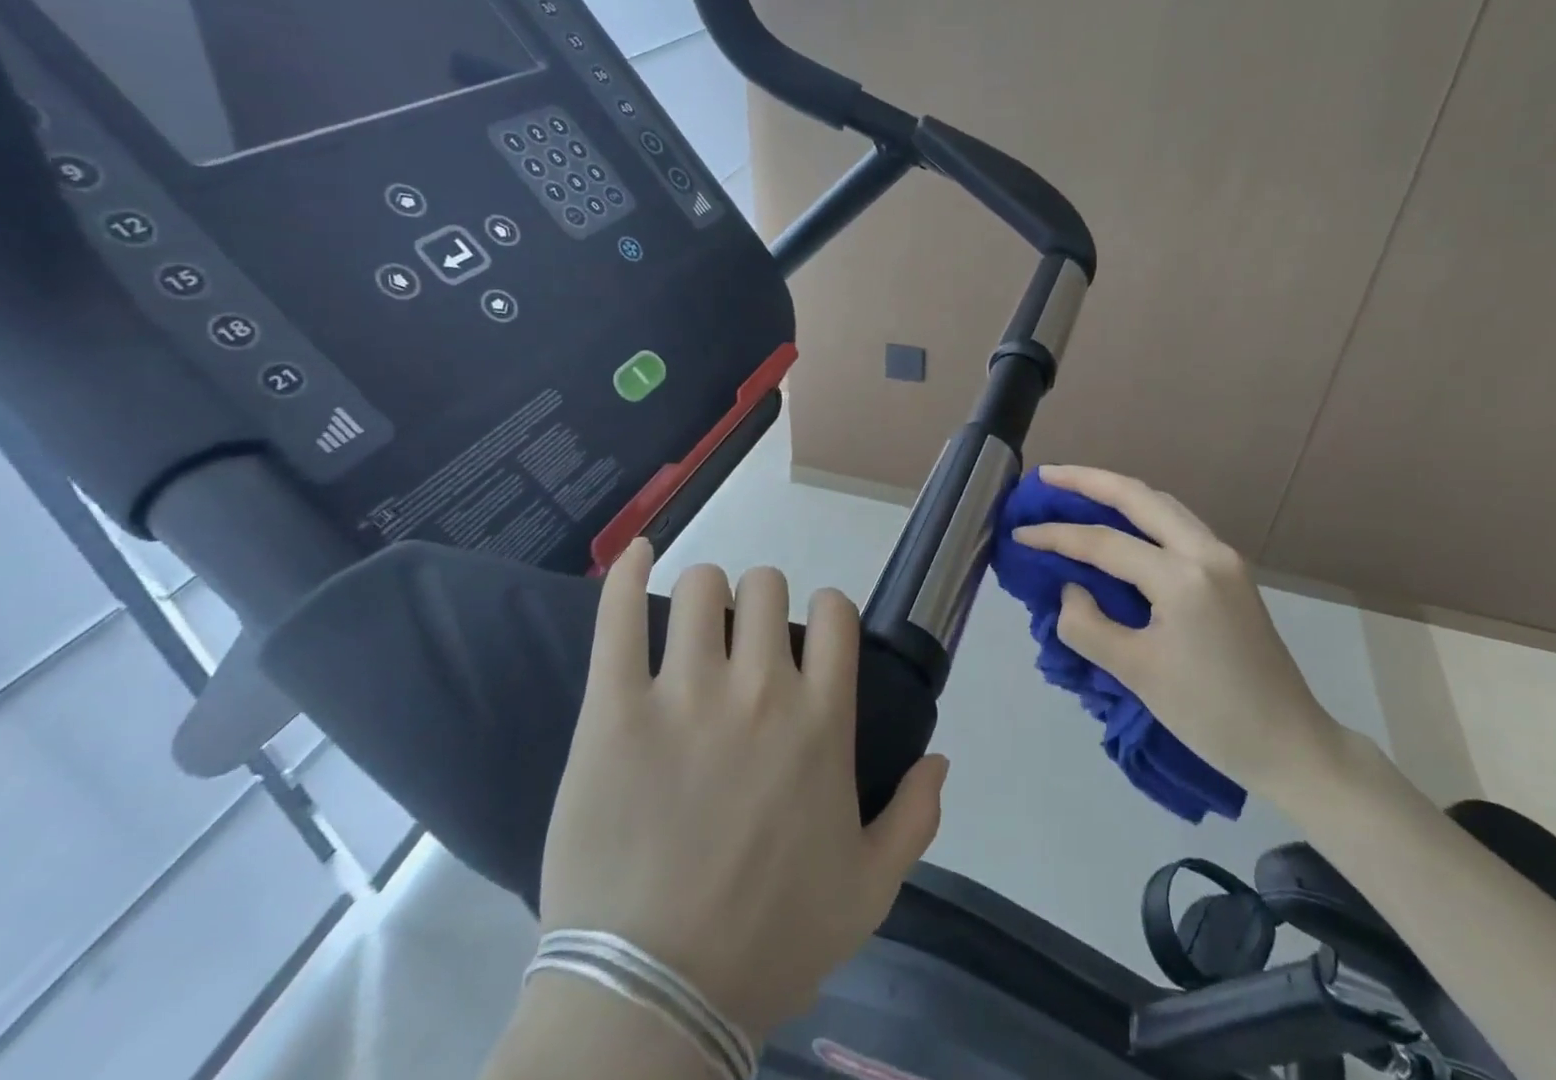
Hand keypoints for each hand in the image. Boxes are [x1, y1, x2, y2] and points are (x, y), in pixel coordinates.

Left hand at [537, 541, 950, 1042]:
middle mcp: (761, 690)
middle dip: (762, 603)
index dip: (827, 611)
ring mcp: (684, 695)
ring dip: (704, 596)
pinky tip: (637, 552)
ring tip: (694, 626)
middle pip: (767, 586)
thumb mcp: (870, 890)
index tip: (811, 637)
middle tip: (745, 641)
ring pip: (701, 588)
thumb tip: (942, 757)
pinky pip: (618, 617)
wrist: (651, 1002)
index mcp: (821, 720)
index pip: (835, 611)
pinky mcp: (613, 711)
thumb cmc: (769, 942)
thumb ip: (917, 817)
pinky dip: (626, 571)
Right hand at [1011, 467, 1340, 794]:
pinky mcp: (1231, 571)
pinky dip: (1142, 514)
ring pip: (1162, 504)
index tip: (1019, 533)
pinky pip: (1177, 525)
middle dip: (1089, 480)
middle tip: (1046, 477)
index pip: (1105, 543)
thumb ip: (1088, 625)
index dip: (1056, 536)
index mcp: (1182, 577)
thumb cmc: (1211, 716)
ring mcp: (1224, 557)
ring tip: (1076, 489)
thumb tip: (1071, 589)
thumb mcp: (1137, 674)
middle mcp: (1206, 551)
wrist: (1291, 745)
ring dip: (1118, 492)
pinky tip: (1120, 523)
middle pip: (1139, 496)